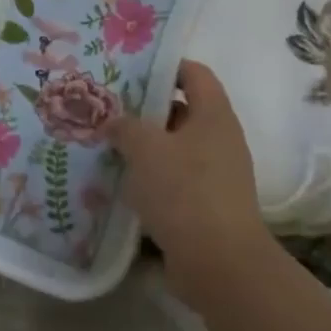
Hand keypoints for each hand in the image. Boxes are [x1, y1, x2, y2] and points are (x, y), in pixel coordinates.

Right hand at [109, 60, 276, 309]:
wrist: (219, 265)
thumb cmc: (184, 191)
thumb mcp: (144, 148)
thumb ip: (125, 126)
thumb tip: (115, 121)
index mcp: (214, 115)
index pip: (194, 73)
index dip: (164, 66)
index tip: (130, 71)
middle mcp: (221, 140)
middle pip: (182, 111)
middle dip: (146, 110)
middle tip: (109, 110)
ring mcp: (218, 175)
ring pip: (177, 148)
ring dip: (147, 148)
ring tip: (109, 146)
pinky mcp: (209, 206)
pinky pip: (177, 181)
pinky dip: (153, 179)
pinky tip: (124, 185)